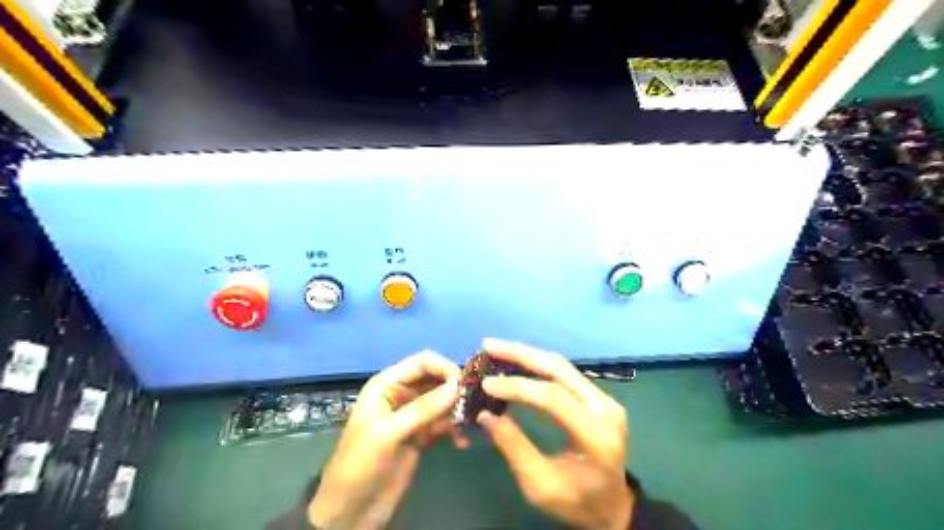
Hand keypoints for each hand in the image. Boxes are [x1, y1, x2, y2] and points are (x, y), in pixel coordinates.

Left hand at [310, 353, 462, 529]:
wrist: (349, 512)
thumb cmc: (360, 464)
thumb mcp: (389, 433)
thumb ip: (423, 408)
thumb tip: (457, 385)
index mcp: (387, 385)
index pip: (422, 362)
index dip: (444, 368)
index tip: (464, 386)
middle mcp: (401, 394)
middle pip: (436, 379)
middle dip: (455, 389)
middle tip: (472, 406)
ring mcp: (412, 416)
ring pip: (442, 402)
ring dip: (457, 410)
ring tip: (469, 426)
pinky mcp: (420, 436)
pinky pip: (443, 424)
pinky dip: (454, 430)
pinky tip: (462, 443)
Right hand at [481, 340, 633, 529]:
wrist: (614, 505)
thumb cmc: (578, 502)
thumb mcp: (541, 486)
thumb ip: (514, 448)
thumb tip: (485, 414)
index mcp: (596, 436)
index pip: (554, 398)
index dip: (518, 387)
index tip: (486, 384)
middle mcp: (605, 409)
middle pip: (559, 369)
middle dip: (521, 354)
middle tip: (489, 346)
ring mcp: (605, 399)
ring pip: (562, 366)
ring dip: (528, 354)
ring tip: (497, 349)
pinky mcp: (599, 396)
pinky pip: (565, 373)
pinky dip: (538, 364)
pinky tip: (517, 361)